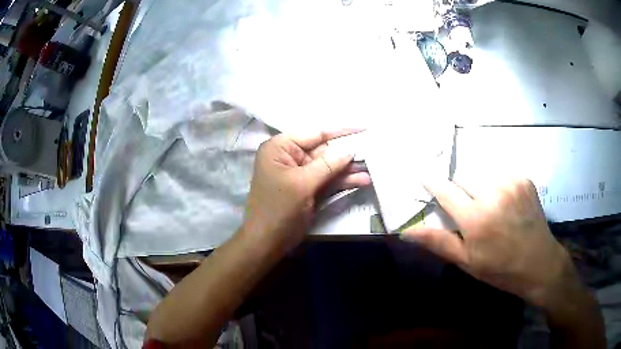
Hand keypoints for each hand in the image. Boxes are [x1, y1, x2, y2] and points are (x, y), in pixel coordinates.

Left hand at [242, 130, 370, 253]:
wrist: (267, 242)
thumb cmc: (279, 209)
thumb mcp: (303, 183)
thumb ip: (328, 164)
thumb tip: (351, 149)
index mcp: (280, 148)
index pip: (314, 133)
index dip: (341, 131)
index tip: (363, 127)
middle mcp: (290, 157)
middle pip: (324, 150)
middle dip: (347, 152)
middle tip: (373, 150)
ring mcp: (300, 174)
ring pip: (329, 166)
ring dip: (349, 169)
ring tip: (372, 168)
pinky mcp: (308, 189)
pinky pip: (328, 180)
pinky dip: (343, 181)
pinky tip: (362, 180)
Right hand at [403, 179, 575, 308]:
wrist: (539, 263)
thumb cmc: (500, 268)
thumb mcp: (467, 261)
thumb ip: (438, 242)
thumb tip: (407, 231)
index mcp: (476, 218)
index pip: (446, 190)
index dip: (433, 183)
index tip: (424, 177)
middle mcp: (493, 193)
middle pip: (464, 176)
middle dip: (461, 189)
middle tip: (468, 208)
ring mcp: (511, 183)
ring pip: (482, 173)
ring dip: (479, 186)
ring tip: (489, 206)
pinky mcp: (523, 179)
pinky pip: (501, 174)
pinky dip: (497, 185)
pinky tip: (506, 203)